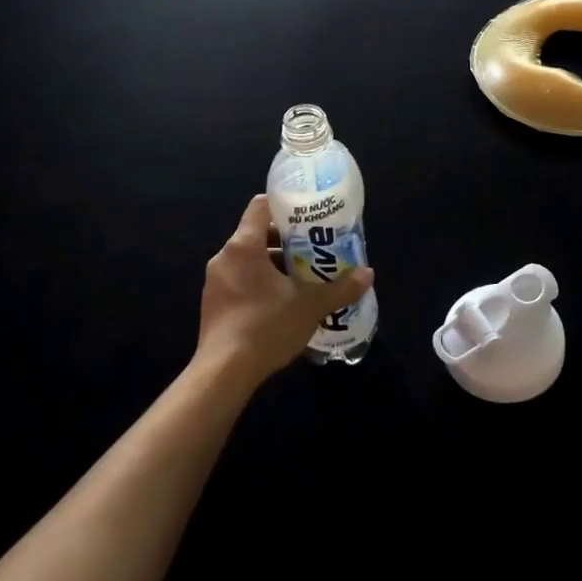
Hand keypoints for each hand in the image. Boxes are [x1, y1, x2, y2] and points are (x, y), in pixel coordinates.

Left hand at [198, 195, 374, 387]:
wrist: (223, 374)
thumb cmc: (265, 326)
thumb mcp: (310, 306)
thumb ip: (340, 288)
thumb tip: (368, 274)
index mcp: (243, 246)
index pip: (260, 206)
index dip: (285, 206)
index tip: (308, 216)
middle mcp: (224, 257)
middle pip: (257, 234)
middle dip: (287, 242)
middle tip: (314, 251)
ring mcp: (215, 283)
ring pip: (249, 261)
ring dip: (275, 266)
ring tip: (304, 279)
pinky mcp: (213, 305)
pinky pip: (241, 282)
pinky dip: (261, 285)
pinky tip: (283, 304)